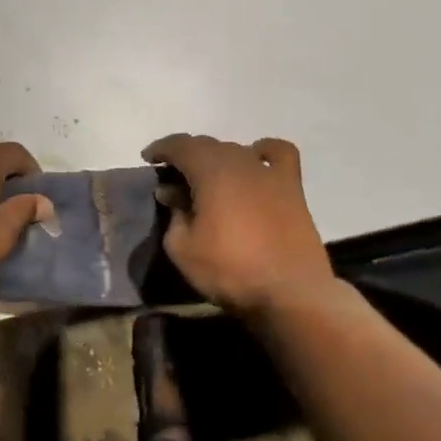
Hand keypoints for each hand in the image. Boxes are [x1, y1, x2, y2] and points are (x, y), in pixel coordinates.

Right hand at [141, 134, 337, 317]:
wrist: (290, 295)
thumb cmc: (230, 271)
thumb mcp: (183, 249)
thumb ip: (173, 214)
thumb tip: (172, 192)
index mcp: (210, 170)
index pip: (180, 145)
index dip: (161, 149)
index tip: (148, 159)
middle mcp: (240, 161)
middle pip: (207, 145)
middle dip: (186, 156)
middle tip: (173, 178)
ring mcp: (269, 172)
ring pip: (236, 149)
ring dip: (217, 158)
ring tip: (208, 179)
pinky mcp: (292, 188)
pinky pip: (278, 154)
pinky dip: (263, 152)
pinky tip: (256, 164)